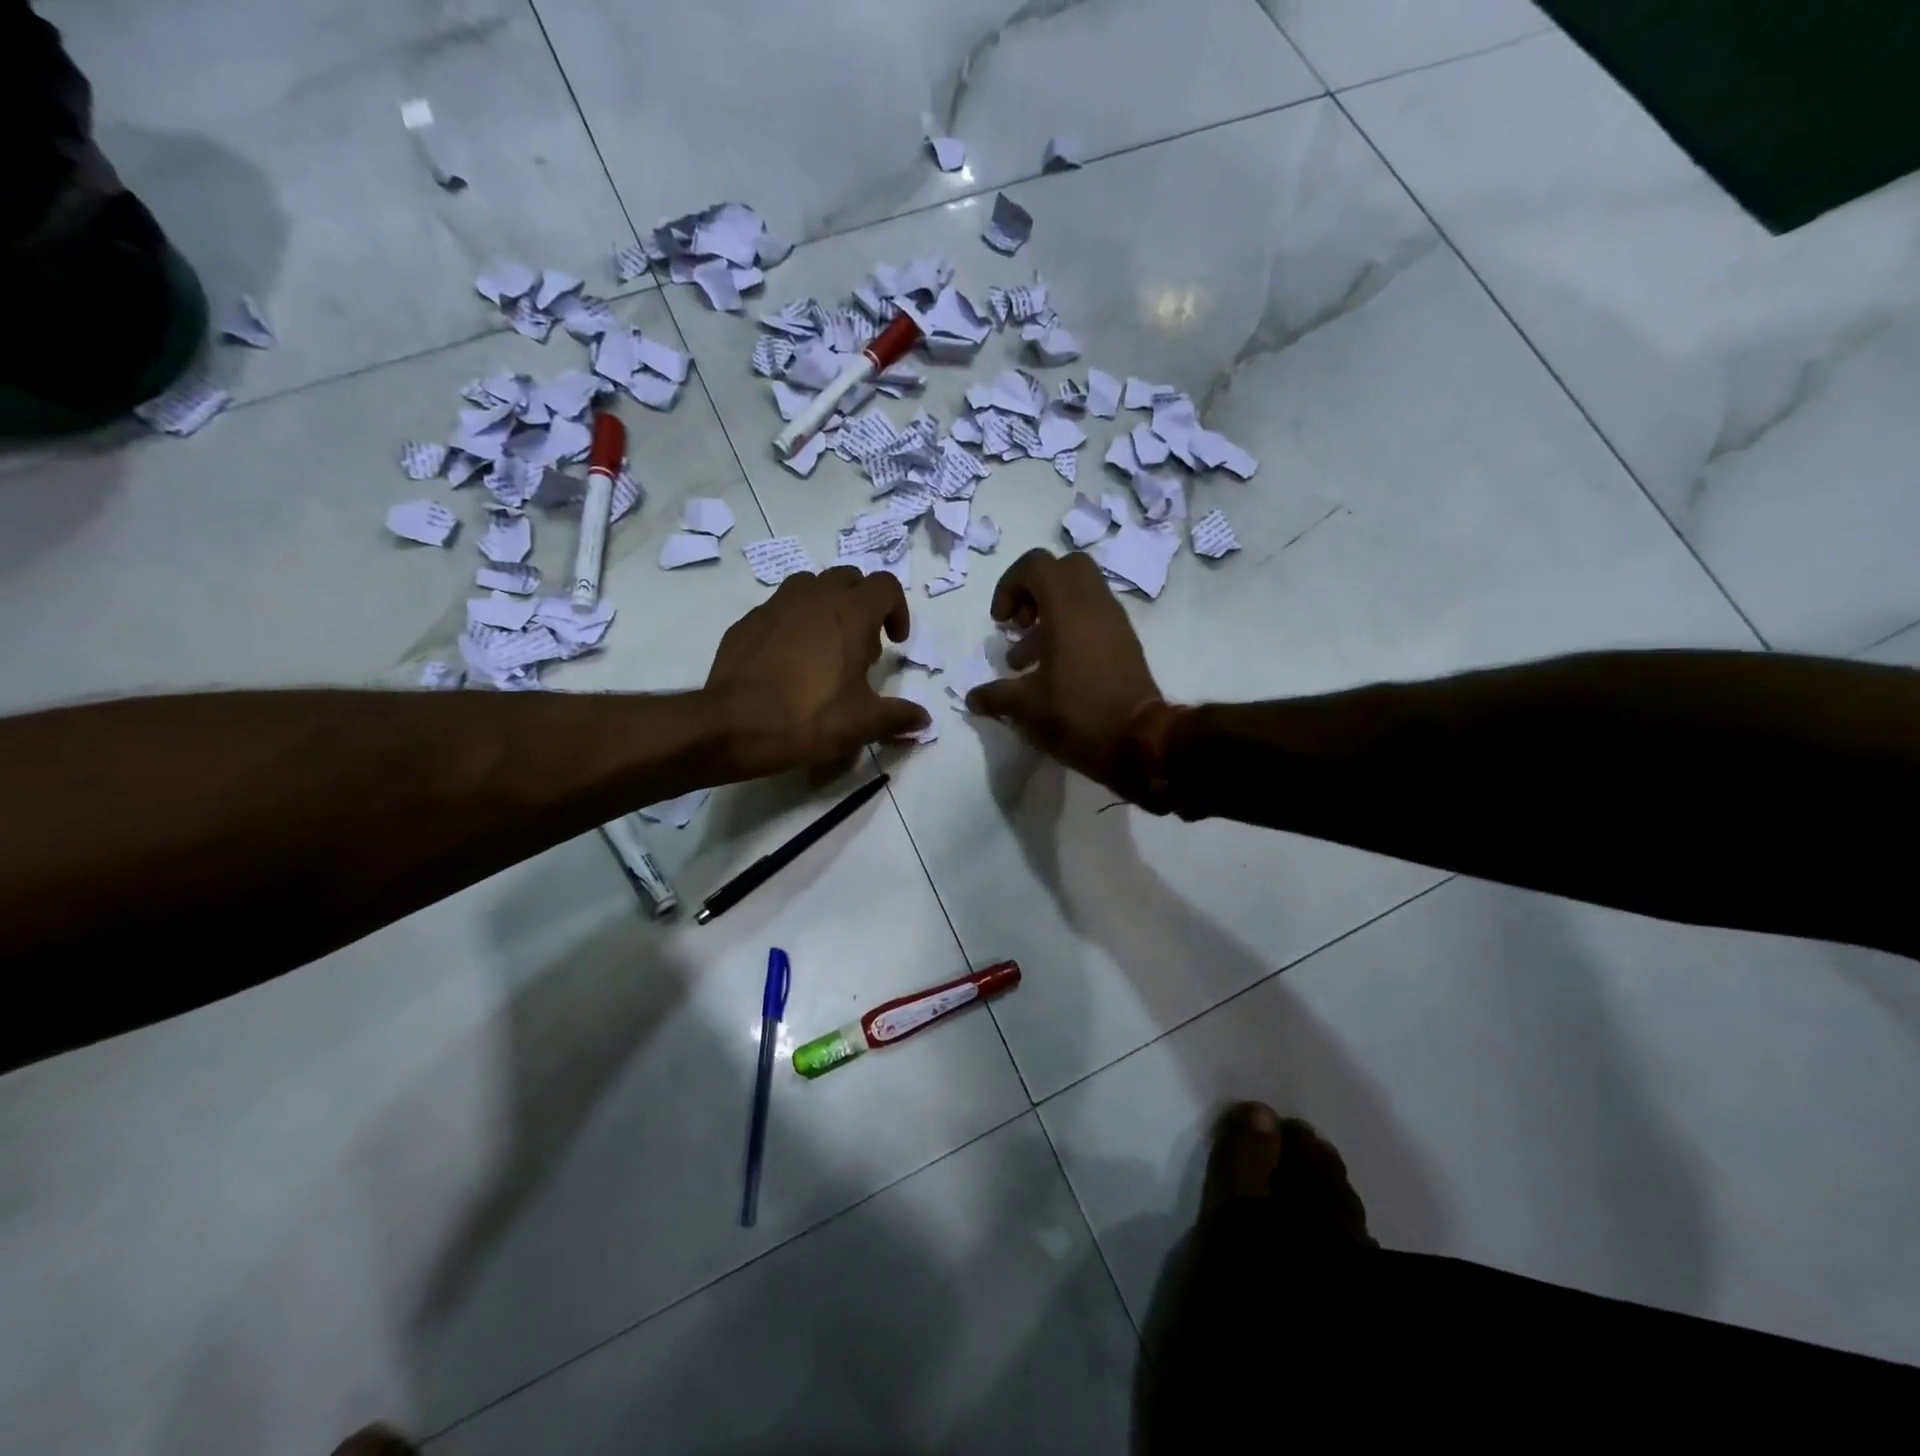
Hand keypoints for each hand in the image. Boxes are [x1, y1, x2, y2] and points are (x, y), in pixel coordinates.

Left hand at [704, 566, 929, 777]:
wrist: (733, 725)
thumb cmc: (809, 717)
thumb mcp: (862, 723)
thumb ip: (898, 717)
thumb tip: (924, 720)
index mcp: (850, 613)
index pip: (886, 585)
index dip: (897, 610)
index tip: (894, 642)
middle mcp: (814, 597)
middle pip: (849, 578)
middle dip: (862, 604)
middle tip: (861, 646)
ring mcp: (776, 605)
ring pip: (810, 586)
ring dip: (826, 606)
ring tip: (825, 647)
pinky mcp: (747, 621)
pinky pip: (779, 609)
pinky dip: (793, 624)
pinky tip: (788, 662)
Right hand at [967, 549, 1162, 793]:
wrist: (1139, 741)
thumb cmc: (1078, 715)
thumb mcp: (1026, 707)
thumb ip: (995, 696)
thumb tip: (973, 698)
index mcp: (1068, 609)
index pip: (1036, 565)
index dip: (1010, 584)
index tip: (1000, 621)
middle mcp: (1094, 604)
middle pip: (1063, 568)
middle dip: (1034, 590)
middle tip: (1019, 624)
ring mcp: (1114, 621)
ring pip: (1080, 593)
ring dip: (1049, 614)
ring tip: (1027, 659)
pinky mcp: (1125, 641)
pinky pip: (1093, 616)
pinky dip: (1070, 629)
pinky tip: (1054, 670)